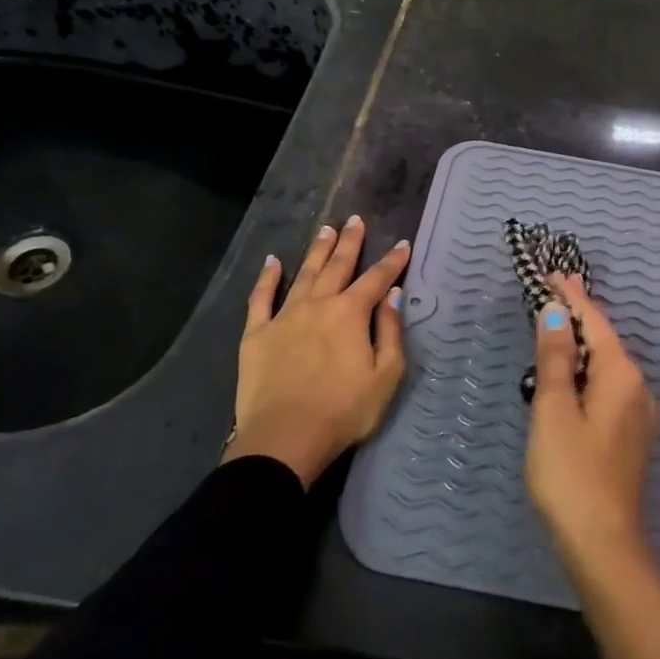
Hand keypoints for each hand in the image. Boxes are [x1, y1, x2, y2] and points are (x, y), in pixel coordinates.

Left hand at [225, 216, 411, 486]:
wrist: (285, 438)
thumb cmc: (344, 411)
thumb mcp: (386, 375)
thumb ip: (390, 331)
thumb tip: (392, 295)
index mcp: (350, 313)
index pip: (376, 279)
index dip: (392, 261)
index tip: (402, 244)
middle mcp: (318, 304)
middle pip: (337, 266)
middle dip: (350, 242)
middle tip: (355, 220)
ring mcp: (284, 316)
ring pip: (304, 274)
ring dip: (317, 251)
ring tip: (326, 230)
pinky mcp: (256, 334)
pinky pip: (261, 298)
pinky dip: (268, 277)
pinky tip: (272, 261)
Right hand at [525, 273, 659, 658]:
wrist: (603, 544)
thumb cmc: (571, 473)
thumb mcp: (553, 409)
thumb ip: (555, 358)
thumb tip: (556, 313)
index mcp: (621, 375)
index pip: (595, 322)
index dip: (573, 297)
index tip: (554, 275)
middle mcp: (638, 388)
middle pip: (604, 341)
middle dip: (578, 318)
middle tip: (550, 296)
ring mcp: (639, 415)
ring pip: (607, 366)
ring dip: (582, 346)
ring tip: (556, 330)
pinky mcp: (631, 437)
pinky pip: (608, 388)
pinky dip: (587, 373)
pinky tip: (571, 378)